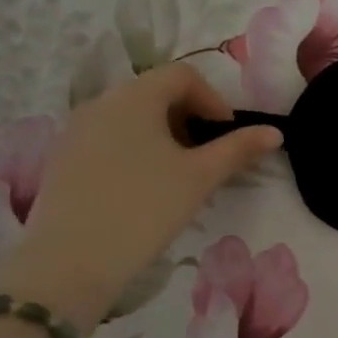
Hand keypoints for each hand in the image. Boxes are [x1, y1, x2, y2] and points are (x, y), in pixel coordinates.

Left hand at [0, 65, 281, 326]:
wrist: (70, 262)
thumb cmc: (144, 209)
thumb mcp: (200, 177)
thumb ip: (239, 149)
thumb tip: (275, 132)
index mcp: (134, 96)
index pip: (183, 75)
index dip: (214, 99)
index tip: (227, 136)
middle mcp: (100, 102)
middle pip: (155, 93)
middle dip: (190, 118)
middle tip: (207, 158)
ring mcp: (75, 130)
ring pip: (131, 117)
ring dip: (163, 135)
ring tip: (178, 175)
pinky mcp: (62, 158)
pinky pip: (108, 138)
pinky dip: (135, 150)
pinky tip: (143, 189)